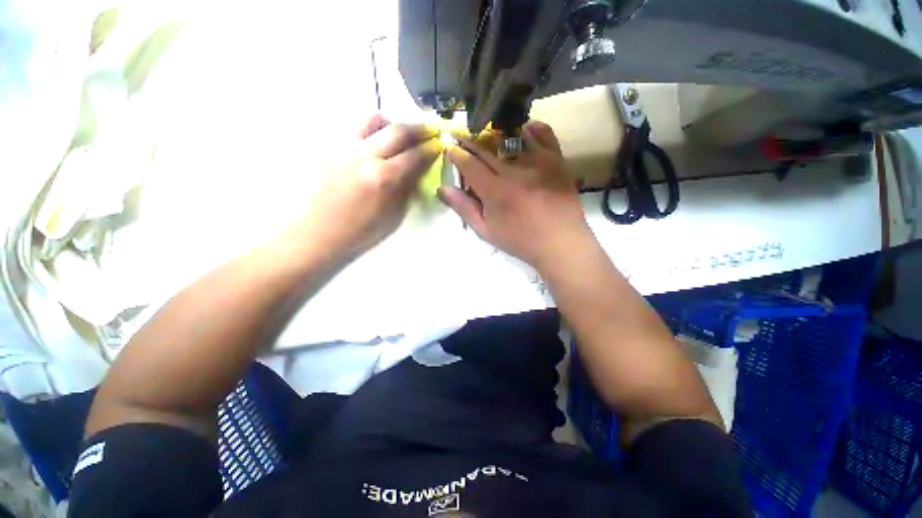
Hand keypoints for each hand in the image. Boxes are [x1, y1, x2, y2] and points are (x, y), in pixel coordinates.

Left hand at [295, 114, 440, 260]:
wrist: (322, 231)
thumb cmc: (362, 230)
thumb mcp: (394, 214)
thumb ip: (408, 188)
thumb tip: (419, 170)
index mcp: (384, 177)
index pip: (414, 155)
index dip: (430, 148)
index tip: (439, 144)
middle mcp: (366, 156)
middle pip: (397, 130)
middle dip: (418, 129)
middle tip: (429, 131)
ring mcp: (347, 149)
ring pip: (373, 120)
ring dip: (393, 124)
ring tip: (400, 135)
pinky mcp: (334, 149)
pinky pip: (358, 130)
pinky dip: (374, 131)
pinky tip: (377, 145)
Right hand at [441, 120, 591, 270]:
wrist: (560, 243)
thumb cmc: (520, 241)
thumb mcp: (486, 231)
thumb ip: (464, 208)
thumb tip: (442, 188)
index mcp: (495, 191)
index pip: (469, 164)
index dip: (456, 154)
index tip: (449, 148)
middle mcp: (514, 171)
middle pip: (486, 148)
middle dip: (470, 141)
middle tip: (461, 136)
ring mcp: (538, 162)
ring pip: (511, 138)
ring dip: (495, 134)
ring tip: (487, 135)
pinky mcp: (556, 160)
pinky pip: (544, 134)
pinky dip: (532, 129)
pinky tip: (524, 130)